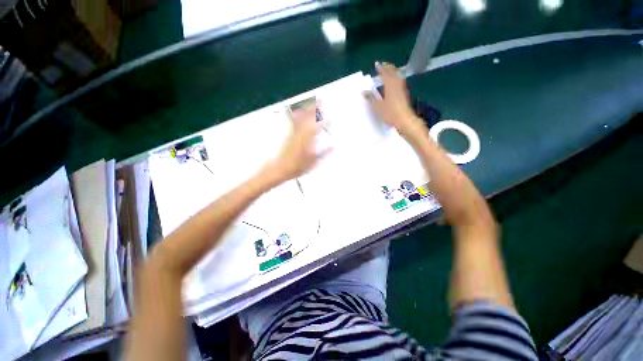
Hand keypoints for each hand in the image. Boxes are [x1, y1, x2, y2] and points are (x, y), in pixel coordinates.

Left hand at [270, 102, 328, 181]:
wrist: (280, 168)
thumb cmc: (298, 167)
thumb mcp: (313, 162)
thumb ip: (324, 153)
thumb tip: (333, 146)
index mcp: (308, 140)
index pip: (318, 127)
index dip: (325, 122)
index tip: (331, 117)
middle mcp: (301, 133)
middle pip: (308, 119)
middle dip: (315, 109)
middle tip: (321, 101)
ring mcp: (294, 133)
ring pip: (301, 118)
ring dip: (307, 109)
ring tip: (312, 102)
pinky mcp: (289, 134)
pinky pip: (294, 122)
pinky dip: (298, 114)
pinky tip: (298, 111)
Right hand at [365, 62, 424, 136]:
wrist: (405, 120)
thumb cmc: (390, 113)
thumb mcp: (378, 107)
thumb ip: (371, 98)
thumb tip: (363, 91)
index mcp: (390, 86)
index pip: (385, 73)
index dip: (381, 68)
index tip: (377, 64)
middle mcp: (397, 84)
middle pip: (393, 72)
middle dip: (388, 67)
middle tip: (383, 65)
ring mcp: (402, 89)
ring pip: (398, 76)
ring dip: (393, 72)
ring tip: (388, 71)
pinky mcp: (404, 94)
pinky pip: (400, 81)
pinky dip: (396, 78)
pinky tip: (394, 82)